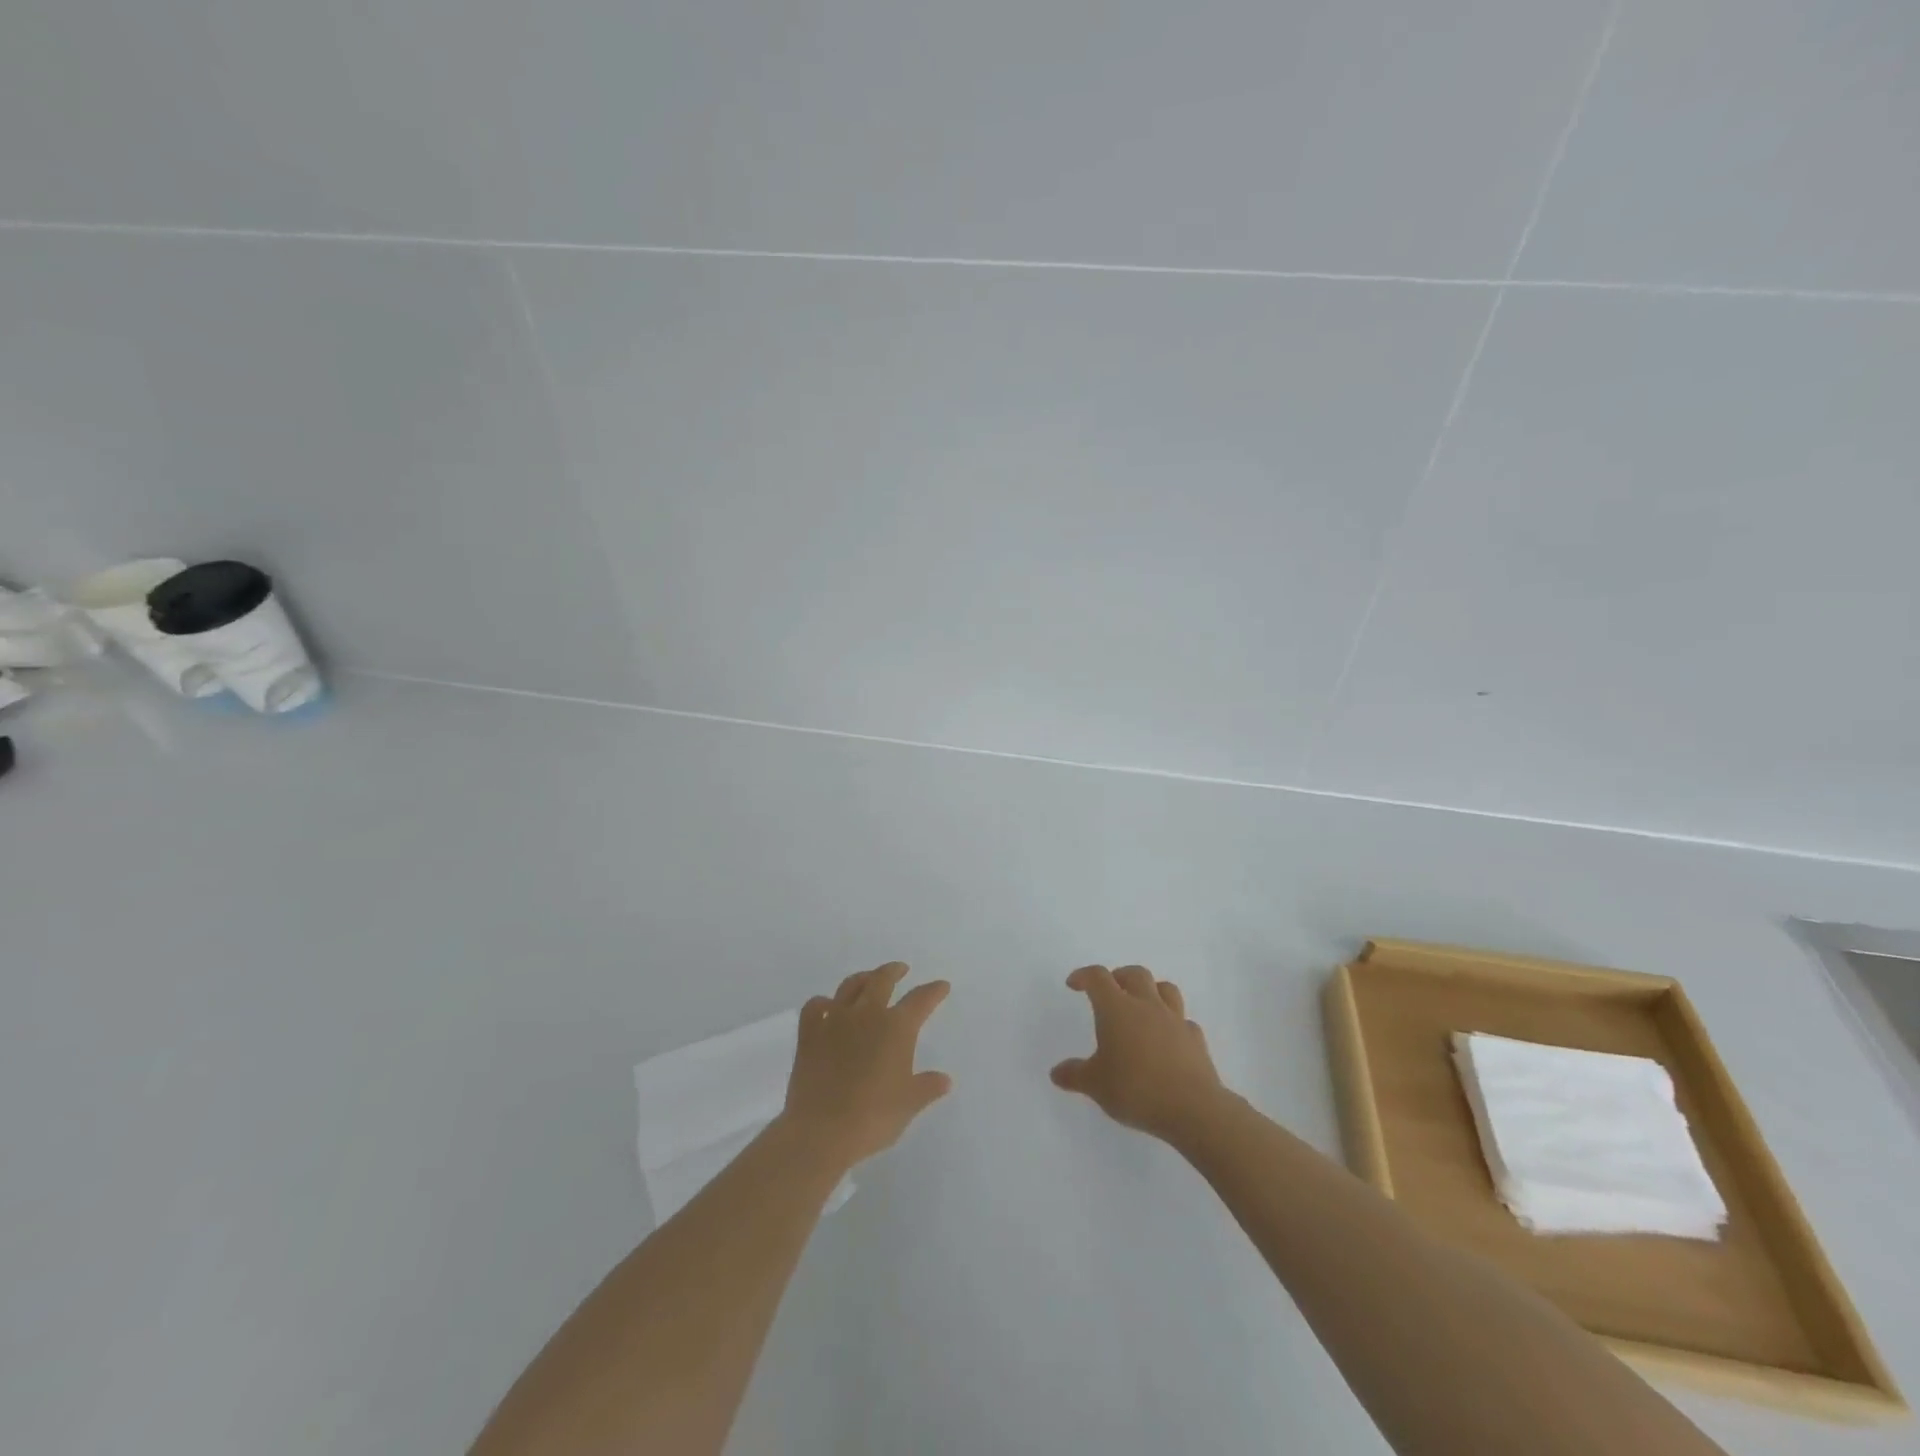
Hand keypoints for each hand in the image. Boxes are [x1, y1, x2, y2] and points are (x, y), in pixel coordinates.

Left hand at [778, 962, 952, 1170]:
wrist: (821, 1131)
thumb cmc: (873, 1118)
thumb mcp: (909, 1104)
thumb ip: (927, 1087)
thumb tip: (945, 1080)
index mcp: (896, 1028)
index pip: (921, 1000)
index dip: (933, 991)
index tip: (941, 986)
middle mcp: (867, 1014)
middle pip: (882, 980)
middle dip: (894, 971)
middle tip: (901, 969)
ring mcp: (835, 1020)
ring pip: (850, 986)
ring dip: (863, 978)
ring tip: (868, 979)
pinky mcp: (809, 1033)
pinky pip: (815, 1006)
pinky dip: (823, 1003)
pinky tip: (826, 1007)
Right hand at [1051, 964, 1226, 1142]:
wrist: (1192, 1108)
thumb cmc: (1136, 1090)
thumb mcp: (1096, 1085)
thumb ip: (1074, 1075)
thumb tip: (1056, 1073)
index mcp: (1117, 1009)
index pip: (1098, 978)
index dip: (1084, 976)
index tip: (1074, 984)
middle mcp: (1146, 1005)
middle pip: (1134, 973)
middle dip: (1119, 976)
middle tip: (1109, 991)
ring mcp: (1175, 1020)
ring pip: (1165, 988)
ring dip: (1151, 990)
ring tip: (1141, 1005)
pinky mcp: (1195, 1039)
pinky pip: (1183, 1020)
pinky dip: (1173, 1023)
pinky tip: (1168, 1039)